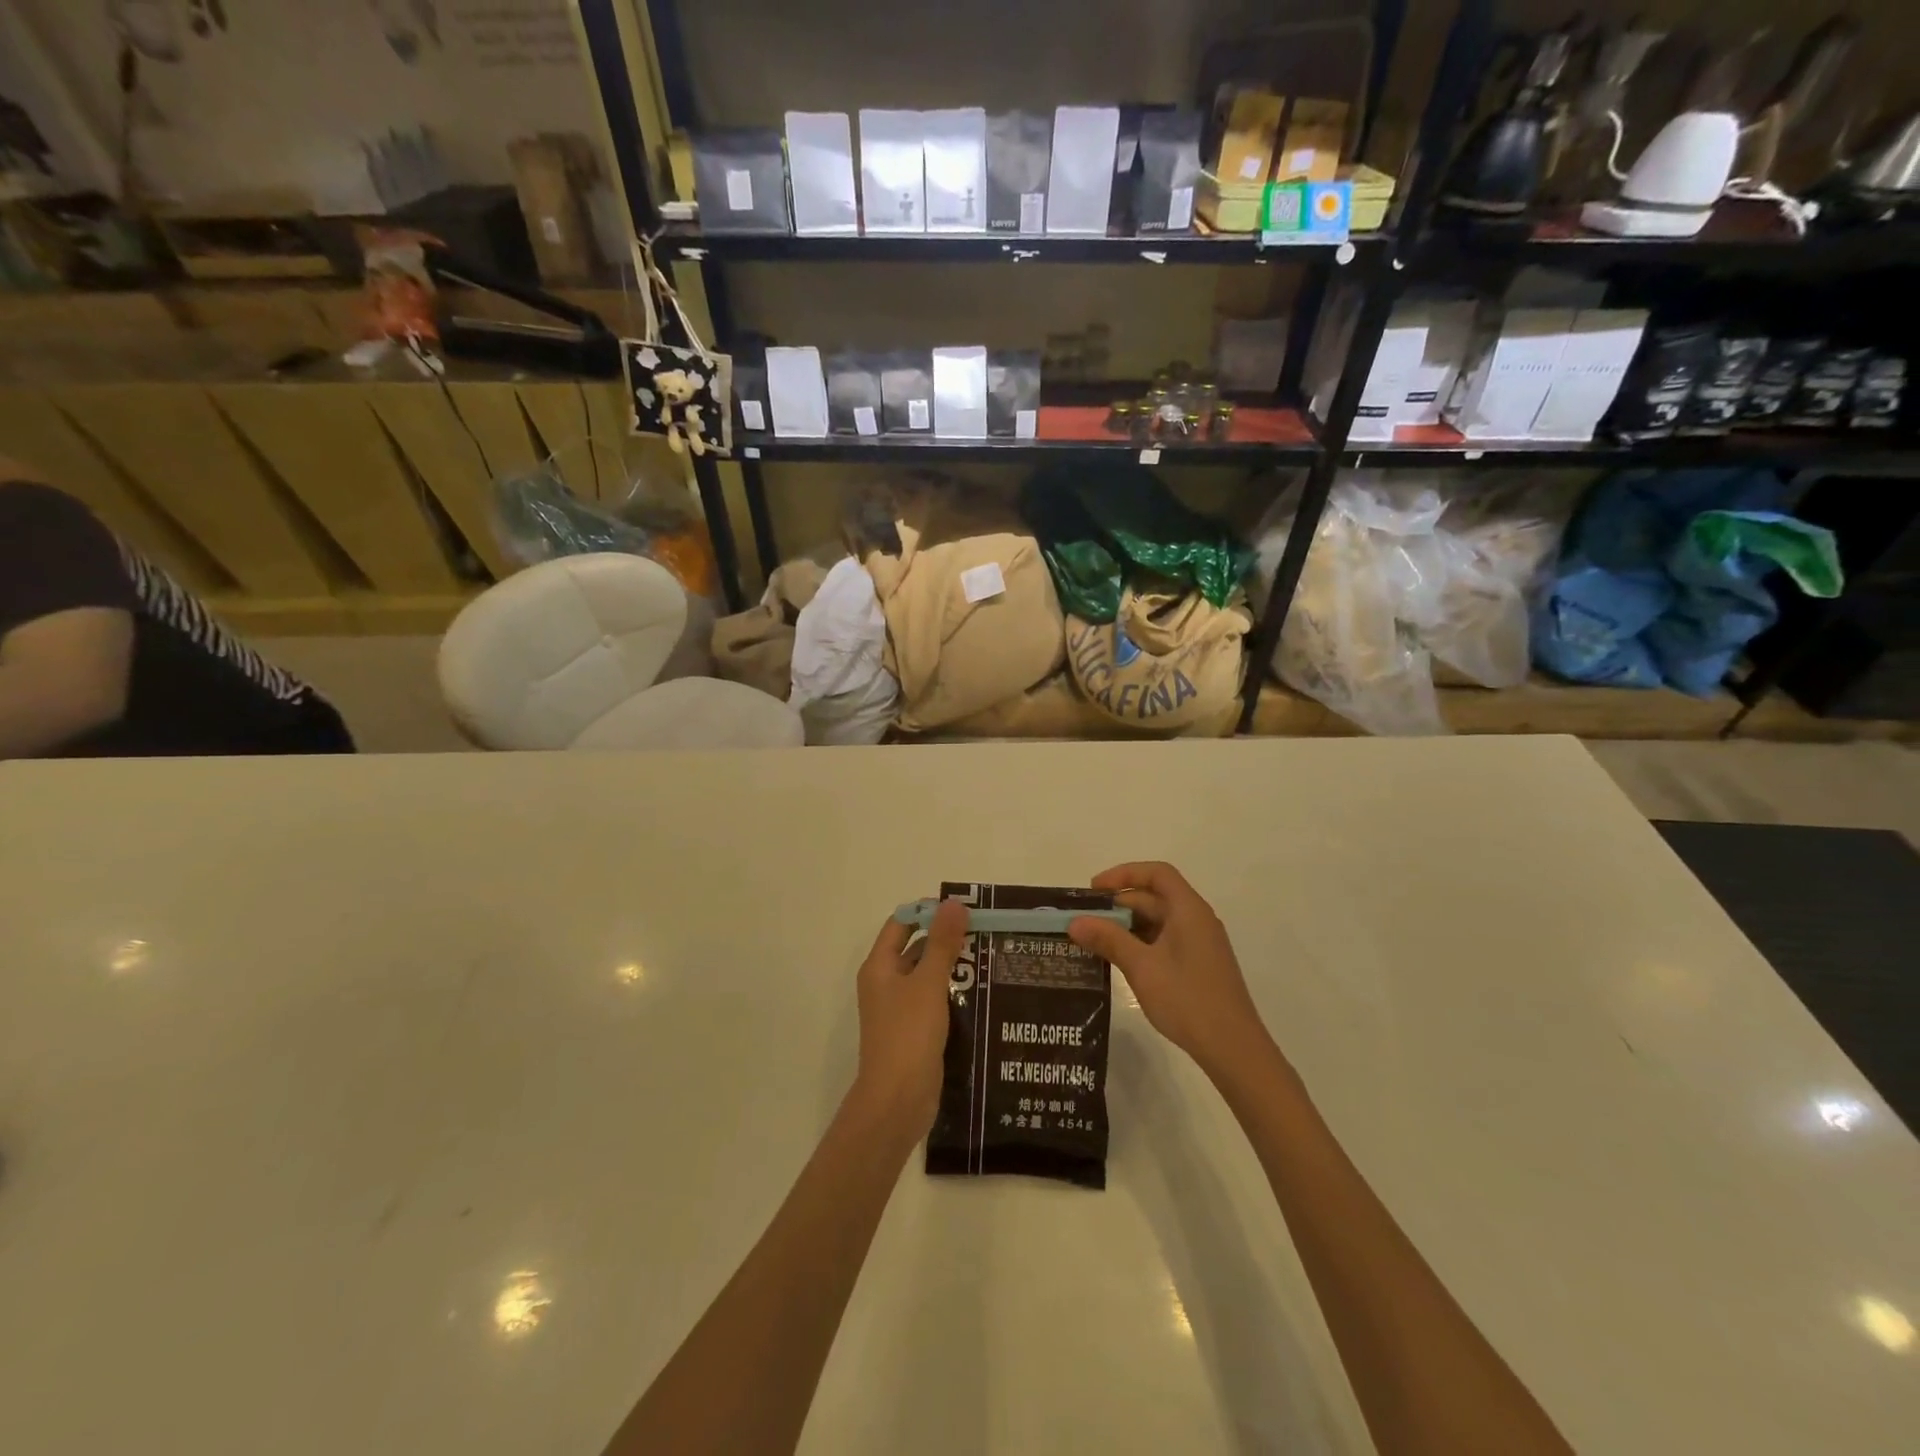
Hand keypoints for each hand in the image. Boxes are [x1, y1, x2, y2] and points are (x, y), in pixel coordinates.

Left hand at [851, 899, 966, 1143]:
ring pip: (928, 978)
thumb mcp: (928, 983)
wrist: (897, 1102)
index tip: (963, 910)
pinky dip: (954, 996)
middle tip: (985, 933)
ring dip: (954, 969)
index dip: (928, 912)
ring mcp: (899, 1010)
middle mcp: (886, 984)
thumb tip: (953, 903)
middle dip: (947, 940)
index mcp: (880, 967)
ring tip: (991, 960)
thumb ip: (942, 943)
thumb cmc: (908, 1035)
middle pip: (916, 950)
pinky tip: (983, 995)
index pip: (902, 924)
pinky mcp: (915, 1033)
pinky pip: (935, 1004)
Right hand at [1068, 863, 1276, 1080]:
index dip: (1124, 874)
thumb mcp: (1141, 967)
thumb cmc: (1187, 999)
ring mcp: (1199, 944)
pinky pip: (1164, 941)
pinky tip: (1119, 960)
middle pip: (1155, 897)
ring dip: (1127, 926)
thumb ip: (1108, 939)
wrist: (1233, 1049)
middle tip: (1085, 920)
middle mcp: (1197, 920)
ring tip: (1094, 940)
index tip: (1094, 890)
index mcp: (1188, 910)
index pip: (1157, 873)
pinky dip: (1140, 943)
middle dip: (1119, 904)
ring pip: (1158, 921)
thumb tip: (1074, 921)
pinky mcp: (1198, 965)